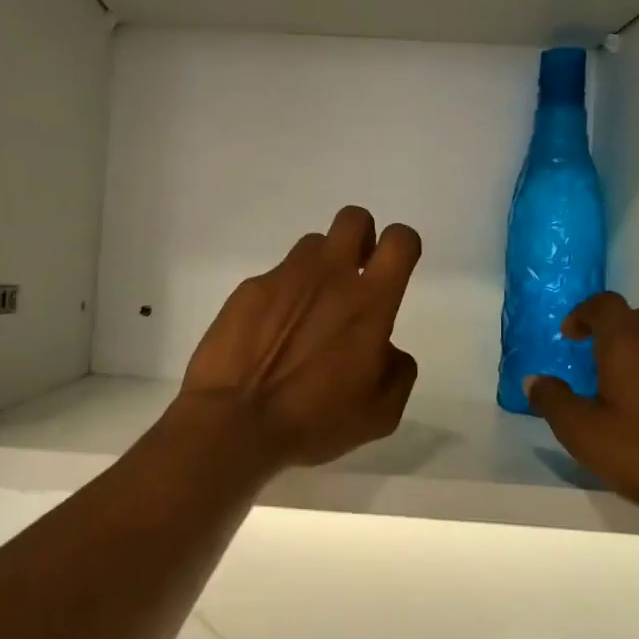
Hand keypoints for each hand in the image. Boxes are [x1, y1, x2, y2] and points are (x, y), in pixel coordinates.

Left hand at [179, 207, 421, 468]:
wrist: (235, 420)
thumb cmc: (314, 420)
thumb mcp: (380, 413)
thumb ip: (397, 372)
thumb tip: (387, 349)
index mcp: (369, 302)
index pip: (400, 242)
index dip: (403, 245)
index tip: (394, 267)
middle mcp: (328, 276)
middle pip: (353, 218)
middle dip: (361, 237)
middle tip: (354, 275)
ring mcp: (283, 278)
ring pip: (311, 246)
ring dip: (319, 268)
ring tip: (307, 312)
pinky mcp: (248, 289)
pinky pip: (274, 279)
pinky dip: (280, 298)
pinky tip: (269, 335)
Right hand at [525, 293, 638, 554]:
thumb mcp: (583, 432)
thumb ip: (553, 401)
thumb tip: (534, 380)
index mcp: (628, 342)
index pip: (603, 304)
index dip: (581, 314)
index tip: (568, 338)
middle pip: (632, 318)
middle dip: (607, 332)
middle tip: (588, 361)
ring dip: (634, 353)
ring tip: (616, 387)